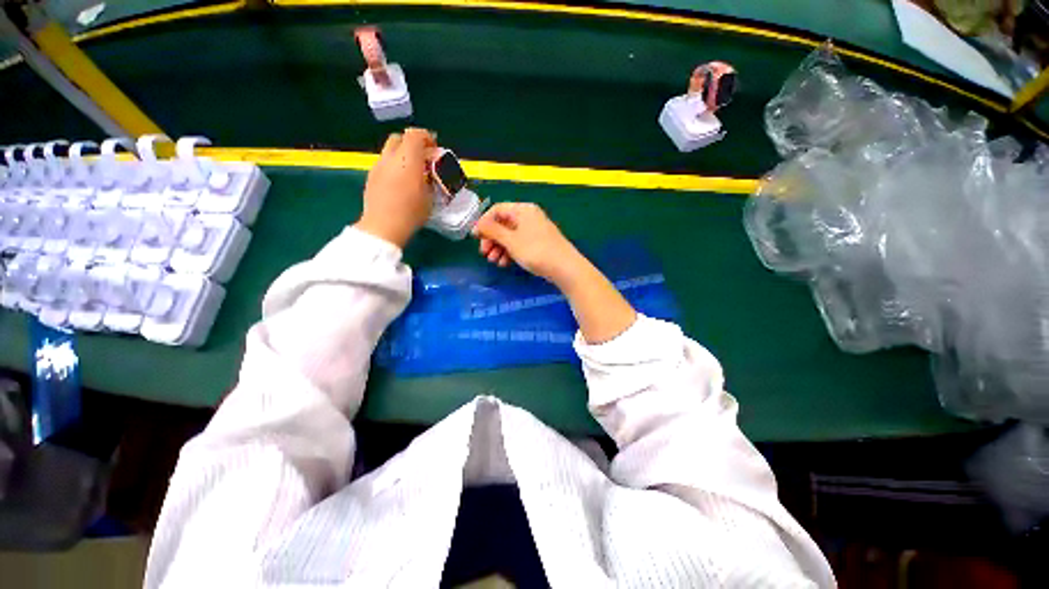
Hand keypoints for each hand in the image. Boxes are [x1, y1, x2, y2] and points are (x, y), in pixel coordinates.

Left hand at [354, 128, 436, 247]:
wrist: (384, 226)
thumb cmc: (412, 212)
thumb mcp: (430, 197)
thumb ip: (430, 179)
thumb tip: (430, 172)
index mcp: (407, 159)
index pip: (416, 135)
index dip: (427, 137)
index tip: (434, 149)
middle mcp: (390, 157)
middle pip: (399, 138)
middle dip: (412, 143)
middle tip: (422, 158)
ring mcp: (378, 166)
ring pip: (389, 150)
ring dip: (401, 155)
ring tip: (411, 172)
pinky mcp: (371, 176)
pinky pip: (384, 163)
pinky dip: (393, 166)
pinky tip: (399, 183)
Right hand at [471, 202, 585, 285]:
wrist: (564, 267)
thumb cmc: (536, 251)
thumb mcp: (511, 241)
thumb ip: (492, 231)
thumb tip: (478, 224)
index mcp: (523, 210)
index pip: (497, 210)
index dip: (484, 223)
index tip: (475, 237)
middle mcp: (529, 217)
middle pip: (503, 224)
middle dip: (492, 239)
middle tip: (484, 253)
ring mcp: (535, 230)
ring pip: (511, 236)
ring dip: (499, 248)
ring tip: (494, 261)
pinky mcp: (538, 243)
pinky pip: (519, 244)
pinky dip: (510, 252)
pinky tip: (505, 263)